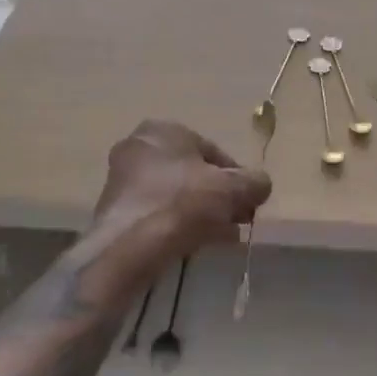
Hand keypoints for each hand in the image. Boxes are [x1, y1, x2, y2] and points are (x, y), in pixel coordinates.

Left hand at [87, 119, 270, 279]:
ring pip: (176, 194)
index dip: (237, 178)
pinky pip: (158, 213)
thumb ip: (254, 182)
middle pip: (193, 173)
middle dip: (218, 196)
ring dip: (201, 212)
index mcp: (165, 130)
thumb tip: (261, 185)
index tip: (249, 202)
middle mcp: (139, 147)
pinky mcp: (115, 210)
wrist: (130, 246)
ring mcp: (122, 179)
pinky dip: (179, 224)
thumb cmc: (184, 202)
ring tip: (223, 236)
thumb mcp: (233, 189)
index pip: (213, 151)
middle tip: (238, 220)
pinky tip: (198, 244)